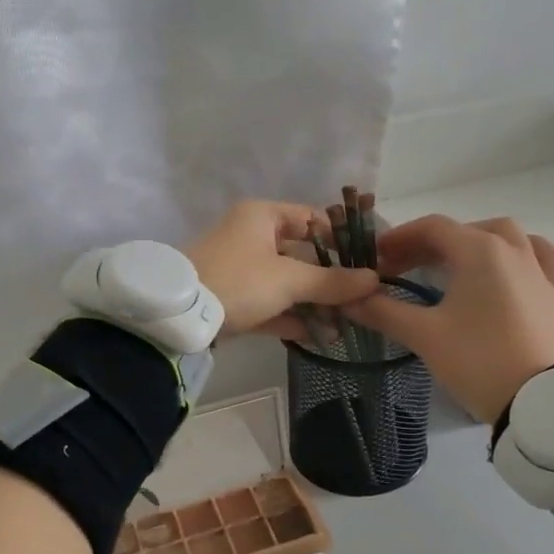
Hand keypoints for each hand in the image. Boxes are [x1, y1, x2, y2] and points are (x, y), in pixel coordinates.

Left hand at [186, 200, 379, 337]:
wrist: (179, 316)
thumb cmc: (239, 281)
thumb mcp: (290, 280)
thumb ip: (332, 282)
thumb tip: (374, 280)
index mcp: (263, 216)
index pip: (312, 218)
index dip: (341, 239)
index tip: (367, 262)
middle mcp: (252, 237)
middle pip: (302, 255)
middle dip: (330, 281)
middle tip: (360, 302)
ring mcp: (240, 269)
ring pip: (286, 283)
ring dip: (314, 304)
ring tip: (344, 327)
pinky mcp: (233, 299)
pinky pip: (270, 305)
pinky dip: (291, 318)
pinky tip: (318, 338)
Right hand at [343, 215, 553, 421]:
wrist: (538, 401)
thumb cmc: (477, 360)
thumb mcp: (424, 335)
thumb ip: (383, 311)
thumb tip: (348, 299)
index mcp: (479, 251)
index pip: (432, 228)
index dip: (399, 238)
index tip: (375, 257)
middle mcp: (512, 249)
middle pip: (464, 231)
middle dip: (428, 244)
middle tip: (400, 267)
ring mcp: (539, 270)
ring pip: (504, 236)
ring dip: (473, 241)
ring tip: (452, 262)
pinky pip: (539, 256)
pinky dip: (519, 252)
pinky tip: (508, 264)